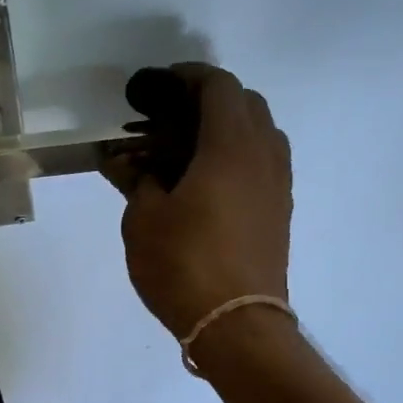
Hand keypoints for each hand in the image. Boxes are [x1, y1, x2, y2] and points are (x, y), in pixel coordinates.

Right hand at [104, 63, 291, 337]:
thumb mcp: (143, 219)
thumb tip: (124, 160)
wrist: (236, 325)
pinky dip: (235, 159)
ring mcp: (278, 186)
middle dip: (206, 102)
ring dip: (224, 131)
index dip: (186, 77)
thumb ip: (136, 179)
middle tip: (167, 121)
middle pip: (244, 104)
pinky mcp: (279, 213)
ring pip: (257, 136)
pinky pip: (261, 166)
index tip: (157, 87)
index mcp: (232, 146)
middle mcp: (264, 156)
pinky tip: (204, 184)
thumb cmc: (184, 265)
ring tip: (184, 153)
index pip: (218, 86)